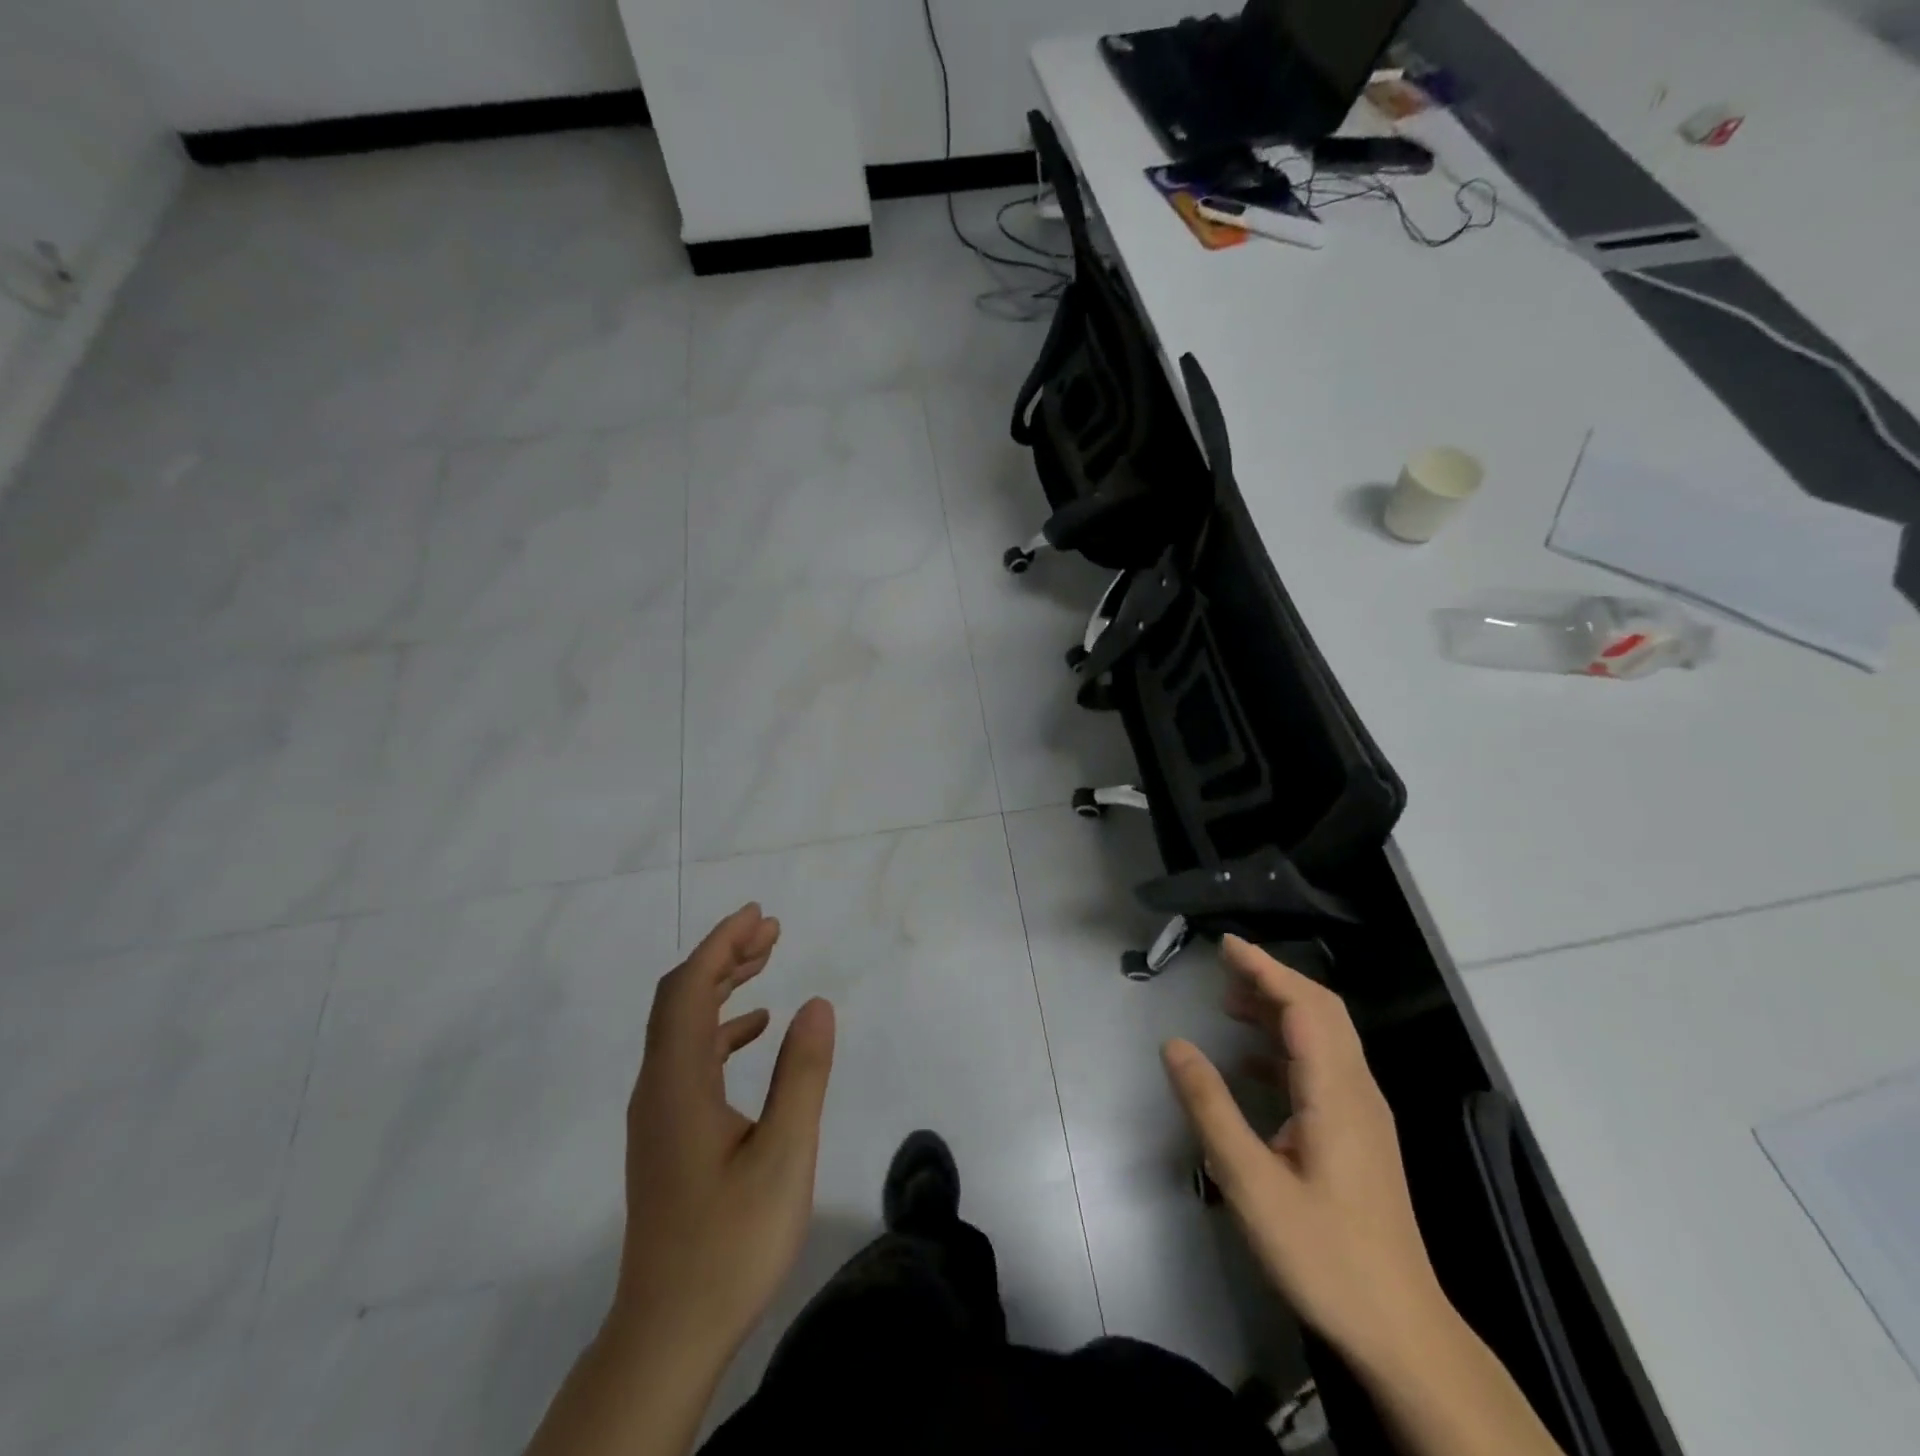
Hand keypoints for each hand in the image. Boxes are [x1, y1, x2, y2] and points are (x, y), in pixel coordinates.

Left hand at [613, 904, 836, 1357]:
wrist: (669, 1331)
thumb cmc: (730, 1242)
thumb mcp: (784, 1155)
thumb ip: (802, 1074)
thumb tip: (817, 1003)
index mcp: (678, 1083)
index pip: (689, 989)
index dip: (721, 944)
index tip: (758, 915)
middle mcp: (658, 1087)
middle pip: (680, 999)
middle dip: (723, 955)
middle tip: (769, 930)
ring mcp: (658, 1113)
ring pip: (683, 1026)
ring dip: (721, 987)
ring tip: (765, 962)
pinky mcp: (667, 1134)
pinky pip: (689, 1057)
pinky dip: (721, 1028)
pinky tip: (754, 1030)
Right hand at [1162, 935, 1447, 1372]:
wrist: (1402, 1333)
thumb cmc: (1324, 1254)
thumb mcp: (1250, 1182)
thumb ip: (1210, 1107)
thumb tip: (1175, 1045)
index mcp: (1336, 1093)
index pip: (1304, 1006)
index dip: (1265, 968)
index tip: (1225, 945)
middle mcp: (1358, 1091)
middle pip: (1322, 1011)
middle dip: (1273, 979)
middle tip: (1225, 965)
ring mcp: (1364, 1114)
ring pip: (1325, 1038)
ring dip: (1280, 1009)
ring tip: (1230, 1003)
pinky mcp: (1360, 1136)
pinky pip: (1324, 1067)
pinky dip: (1287, 1045)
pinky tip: (1251, 1062)